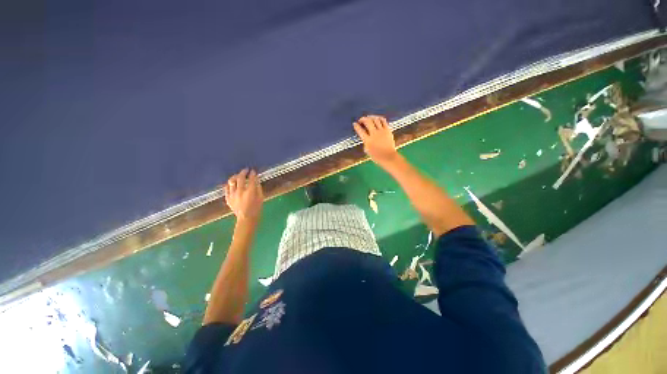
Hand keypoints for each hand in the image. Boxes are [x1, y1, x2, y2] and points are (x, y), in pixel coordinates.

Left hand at [224, 168, 263, 221]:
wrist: (246, 219)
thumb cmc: (256, 208)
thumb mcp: (261, 197)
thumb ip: (258, 188)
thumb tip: (256, 180)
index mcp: (250, 192)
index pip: (251, 179)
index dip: (252, 174)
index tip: (253, 171)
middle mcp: (240, 191)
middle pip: (240, 178)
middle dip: (243, 172)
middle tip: (246, 170)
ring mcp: (233, 195)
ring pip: (231, 181)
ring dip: (235, 177)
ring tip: (238, 176)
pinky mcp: (228, 198)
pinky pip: (227, 188)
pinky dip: (229, 184)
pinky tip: (232, 183)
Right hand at [353, 115, 399, 167]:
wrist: (388, 157)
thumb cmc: (376, 156)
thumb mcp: (367, 150)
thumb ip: (365, 142)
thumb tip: (365, 136)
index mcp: (368, 140)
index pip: (360, 130)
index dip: (356, 126)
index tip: (354, 124)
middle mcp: (374, 134)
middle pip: (367, 122)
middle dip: (363, 119)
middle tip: (361, 120)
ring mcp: (381, 131)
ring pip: (375, 119)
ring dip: (371, 117)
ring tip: (368, 118)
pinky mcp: (388, 130)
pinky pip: (383, 121)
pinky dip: (379, 118)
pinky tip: (377, 119)